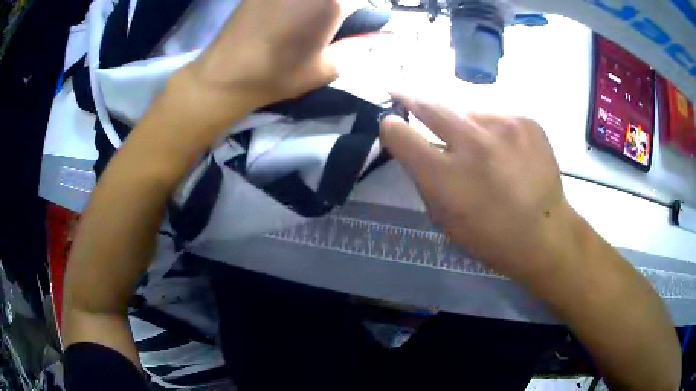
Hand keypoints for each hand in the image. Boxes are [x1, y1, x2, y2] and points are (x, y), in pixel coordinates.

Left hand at [184, 0, 350, 111]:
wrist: (225, 74)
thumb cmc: (278, 74)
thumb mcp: (328, 67)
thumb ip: (359, 46)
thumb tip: (381, 36)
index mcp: (333, 0)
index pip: (366, 0)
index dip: (365, 11)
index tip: (356, 22)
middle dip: (344, 6)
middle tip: (334, 20)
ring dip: (320, 5)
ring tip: (309, 20)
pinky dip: (297, 3)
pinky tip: (289, 12)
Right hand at [379, 92, 573, 281]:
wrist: (545, 234)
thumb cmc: (490, 237)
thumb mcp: (444, 219)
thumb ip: (426, 180)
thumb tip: (417, 149)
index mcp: (445, 177)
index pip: (401, 134)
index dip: (391, 127)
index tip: (391, 123)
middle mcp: (472, 143)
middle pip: (429, 105)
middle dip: (410, 98)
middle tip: (400, 92)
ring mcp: (503, 126)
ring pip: (468, 112)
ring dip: (464, 125)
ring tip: (480, 147)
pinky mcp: (526, 121)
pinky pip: (497, 117)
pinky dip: (493, 130)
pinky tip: (505, 150)